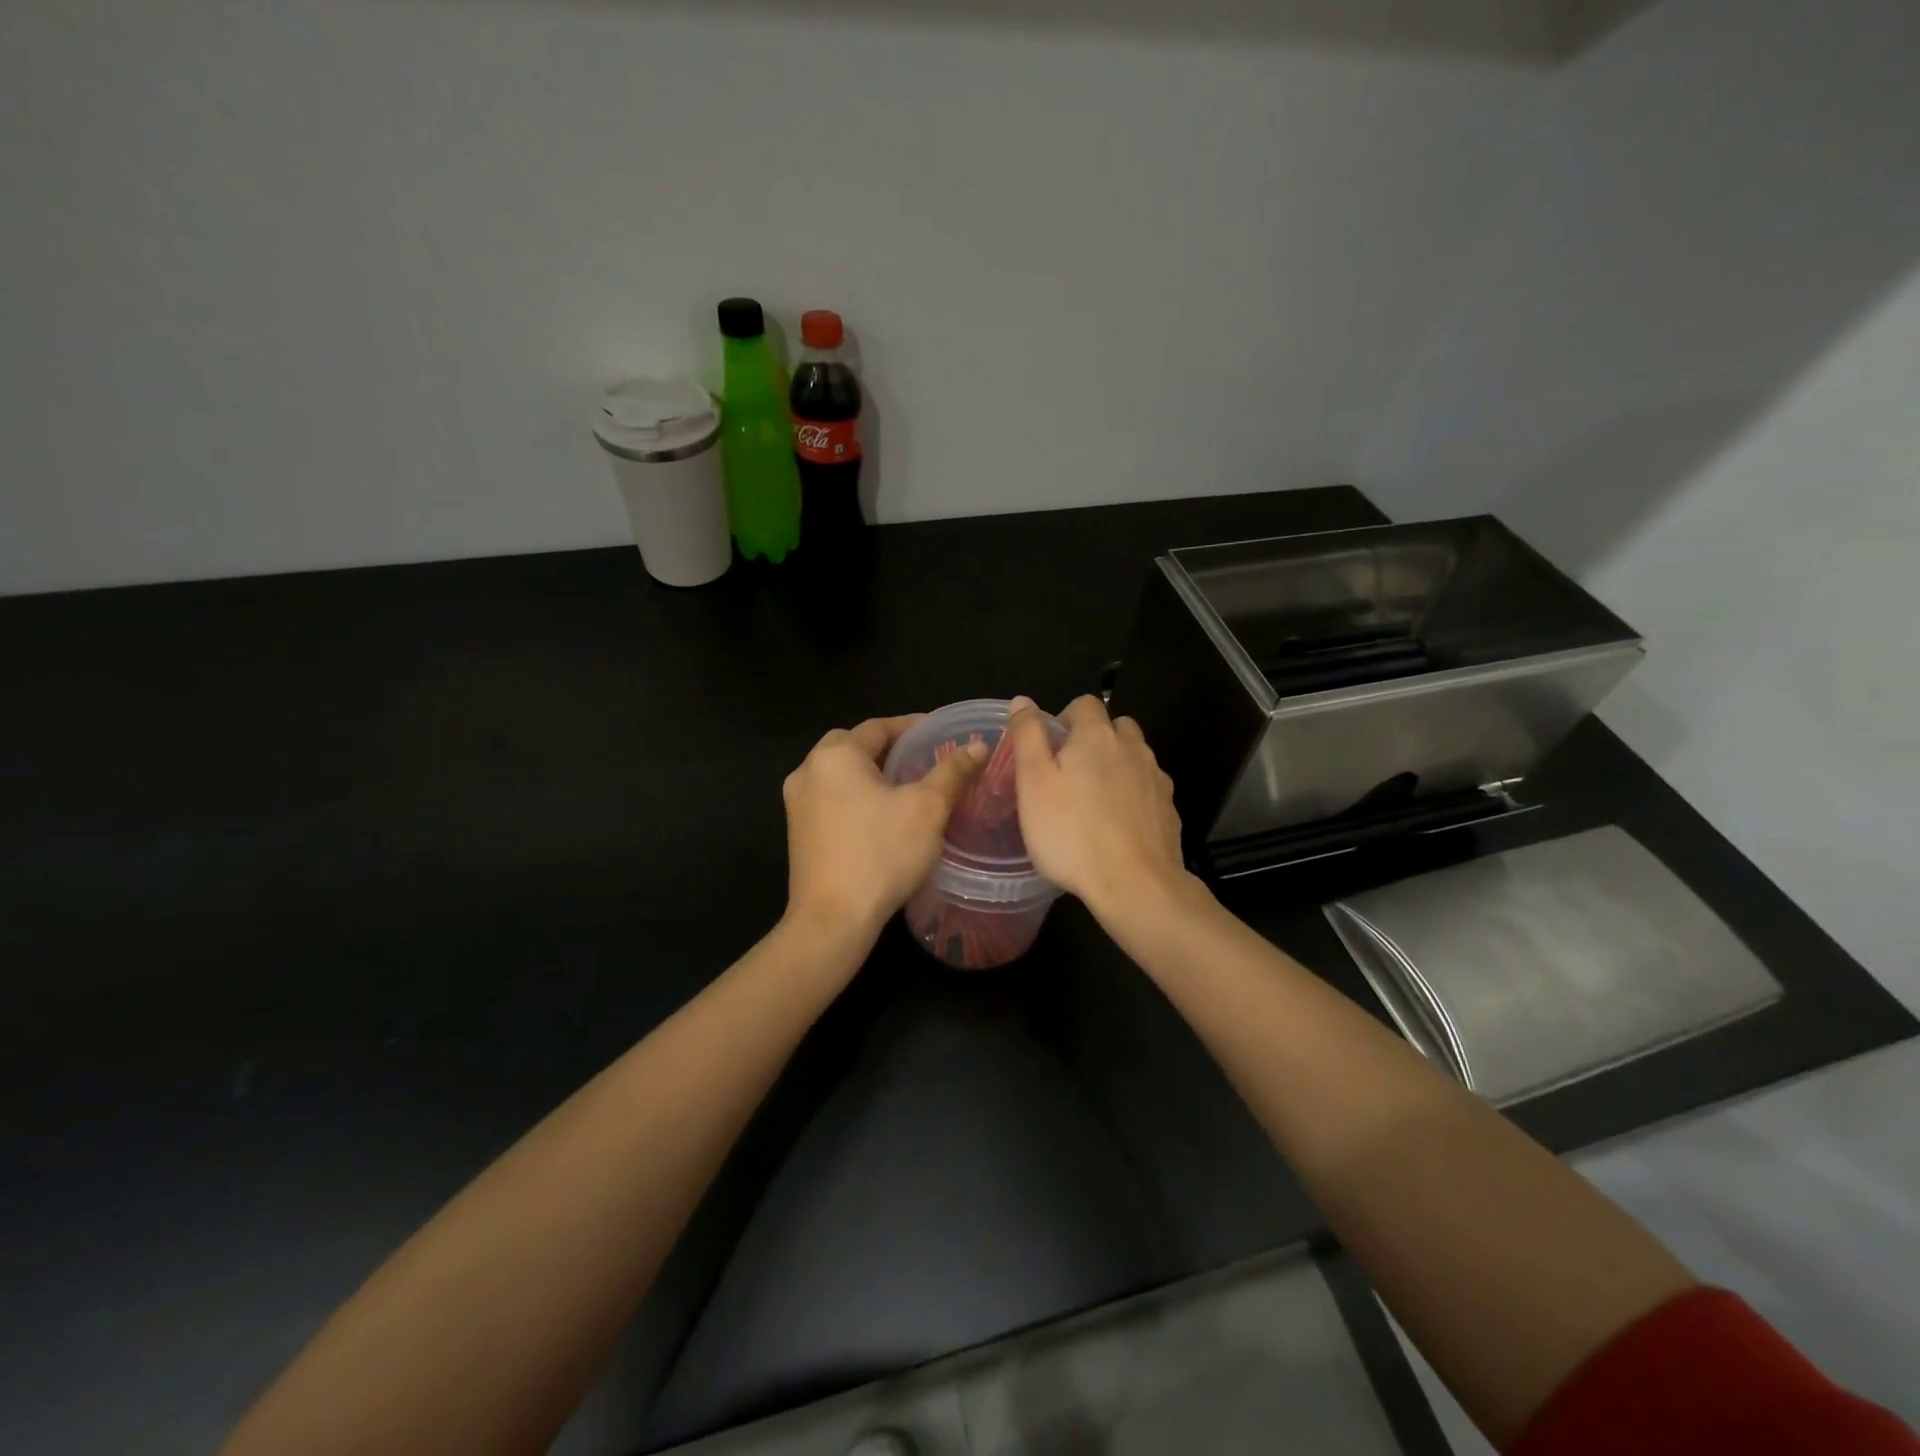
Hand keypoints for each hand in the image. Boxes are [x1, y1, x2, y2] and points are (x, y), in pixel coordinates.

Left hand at [783, 715, 985, 943]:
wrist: (833, 920)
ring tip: (907, 784)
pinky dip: (856, 795)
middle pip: (854, 744)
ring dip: (871, 772)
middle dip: (889, 747)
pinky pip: (831, 798)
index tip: (942, 734)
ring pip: (840, 773)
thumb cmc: (881, 854)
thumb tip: (978, 746)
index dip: (913, 726)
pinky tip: (882, 813)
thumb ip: (952, 771)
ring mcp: (797, 803)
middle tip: (923, 757)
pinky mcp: (798, 831)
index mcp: (836, 755)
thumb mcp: (927, 808)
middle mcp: (808, 770)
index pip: (879, 726)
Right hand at [1006, 694, 1190, 918]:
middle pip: (1115, 727)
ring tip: (1093, 801)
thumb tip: (1023, 701)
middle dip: (1094, 739)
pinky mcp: (1169, 809)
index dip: (1064, 718)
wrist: (1135, 884)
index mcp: (1096, 736)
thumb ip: (1028, 736)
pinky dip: (1133, 795)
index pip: (1084, 704)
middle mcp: (1132, 748)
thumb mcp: (1033, 783)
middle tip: (1070, 773)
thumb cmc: (1071, 833)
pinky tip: (1117, 825)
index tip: (1050, 748)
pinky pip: (1147, 788)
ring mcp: (1156, 779)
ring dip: (1116, 766)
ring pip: (1135, 757)